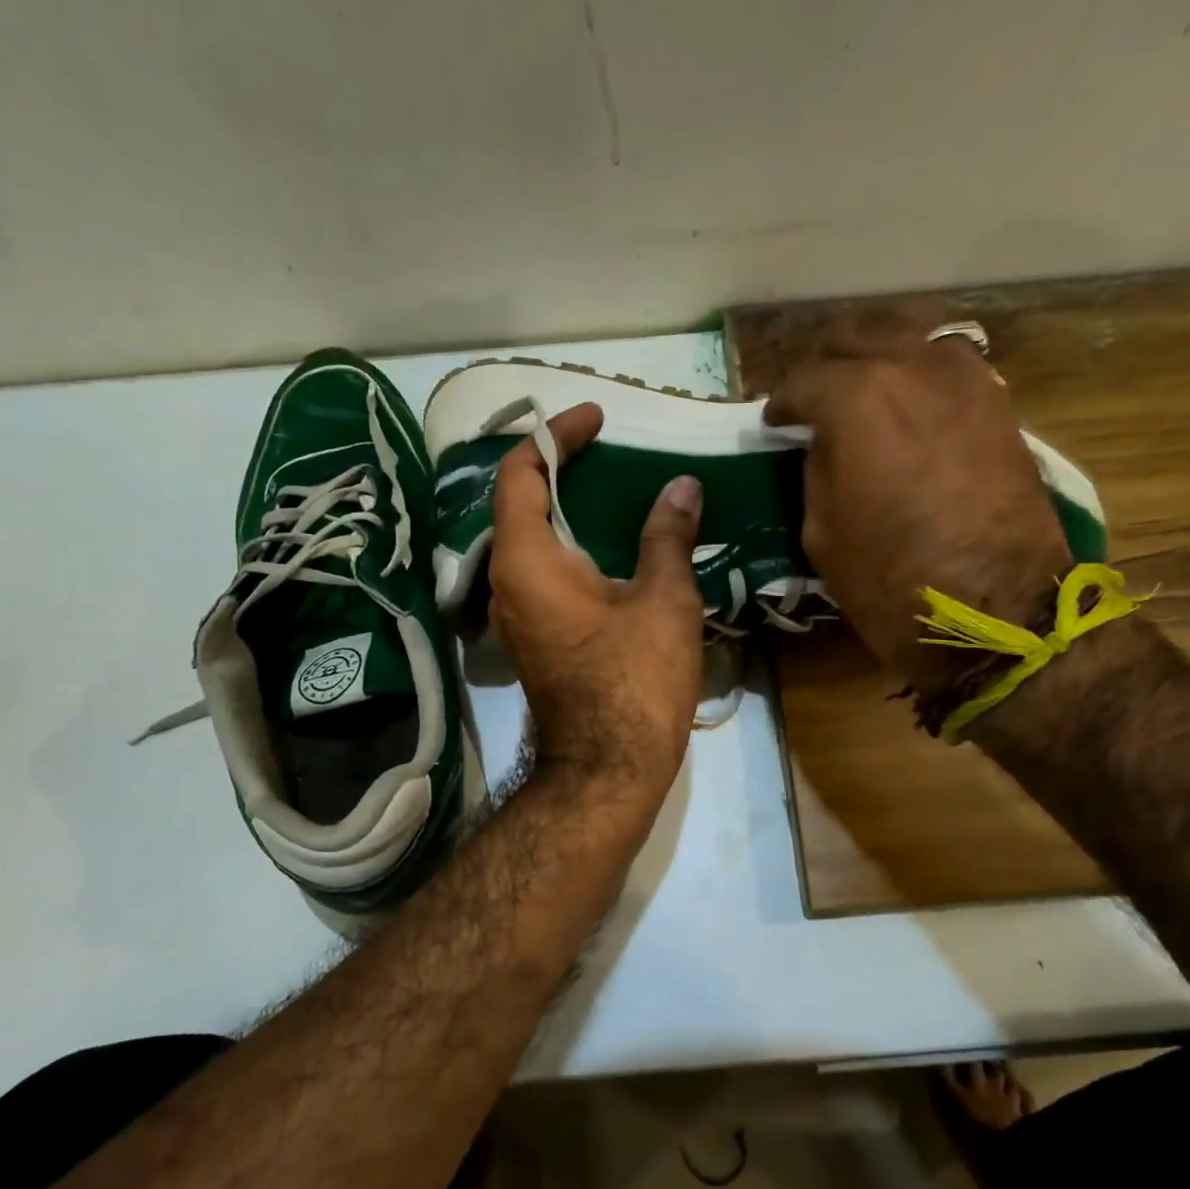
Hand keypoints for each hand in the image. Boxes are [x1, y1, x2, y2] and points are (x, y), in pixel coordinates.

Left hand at [488, 403, 705, 802]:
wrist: (608, 768)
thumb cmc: (634, 681)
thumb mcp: (662, 600)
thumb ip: (668, 536)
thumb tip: (682, 487)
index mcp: (527, 560)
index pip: (520, 473)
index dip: (554, 436)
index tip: (597, 420)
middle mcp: (506, 581)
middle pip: (520, 504)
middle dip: (559, 468)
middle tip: (608, 451)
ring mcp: (516, 614)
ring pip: (531, 541)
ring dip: (566, 510)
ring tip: (616, 490)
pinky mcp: (533, 637)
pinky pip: (543, 573)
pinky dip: (571, 546)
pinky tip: (613, 547)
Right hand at [764, 319, 1070, 694]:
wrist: (996, 610)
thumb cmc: (891, 580)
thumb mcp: (822, 531)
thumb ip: (818, 469)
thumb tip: (827, 442)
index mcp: (858, 398)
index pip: (805, 381)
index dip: (783, 403)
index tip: (775, 422)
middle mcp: (913, 367)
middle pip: (859, 337)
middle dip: (829, 364)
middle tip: (815, 399)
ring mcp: (966, 380)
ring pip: (909, 340)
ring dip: (879, 361)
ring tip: (863, 394)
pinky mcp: (1000, 404)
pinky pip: (947, 369)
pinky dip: (920, 378)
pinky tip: (908, 408)